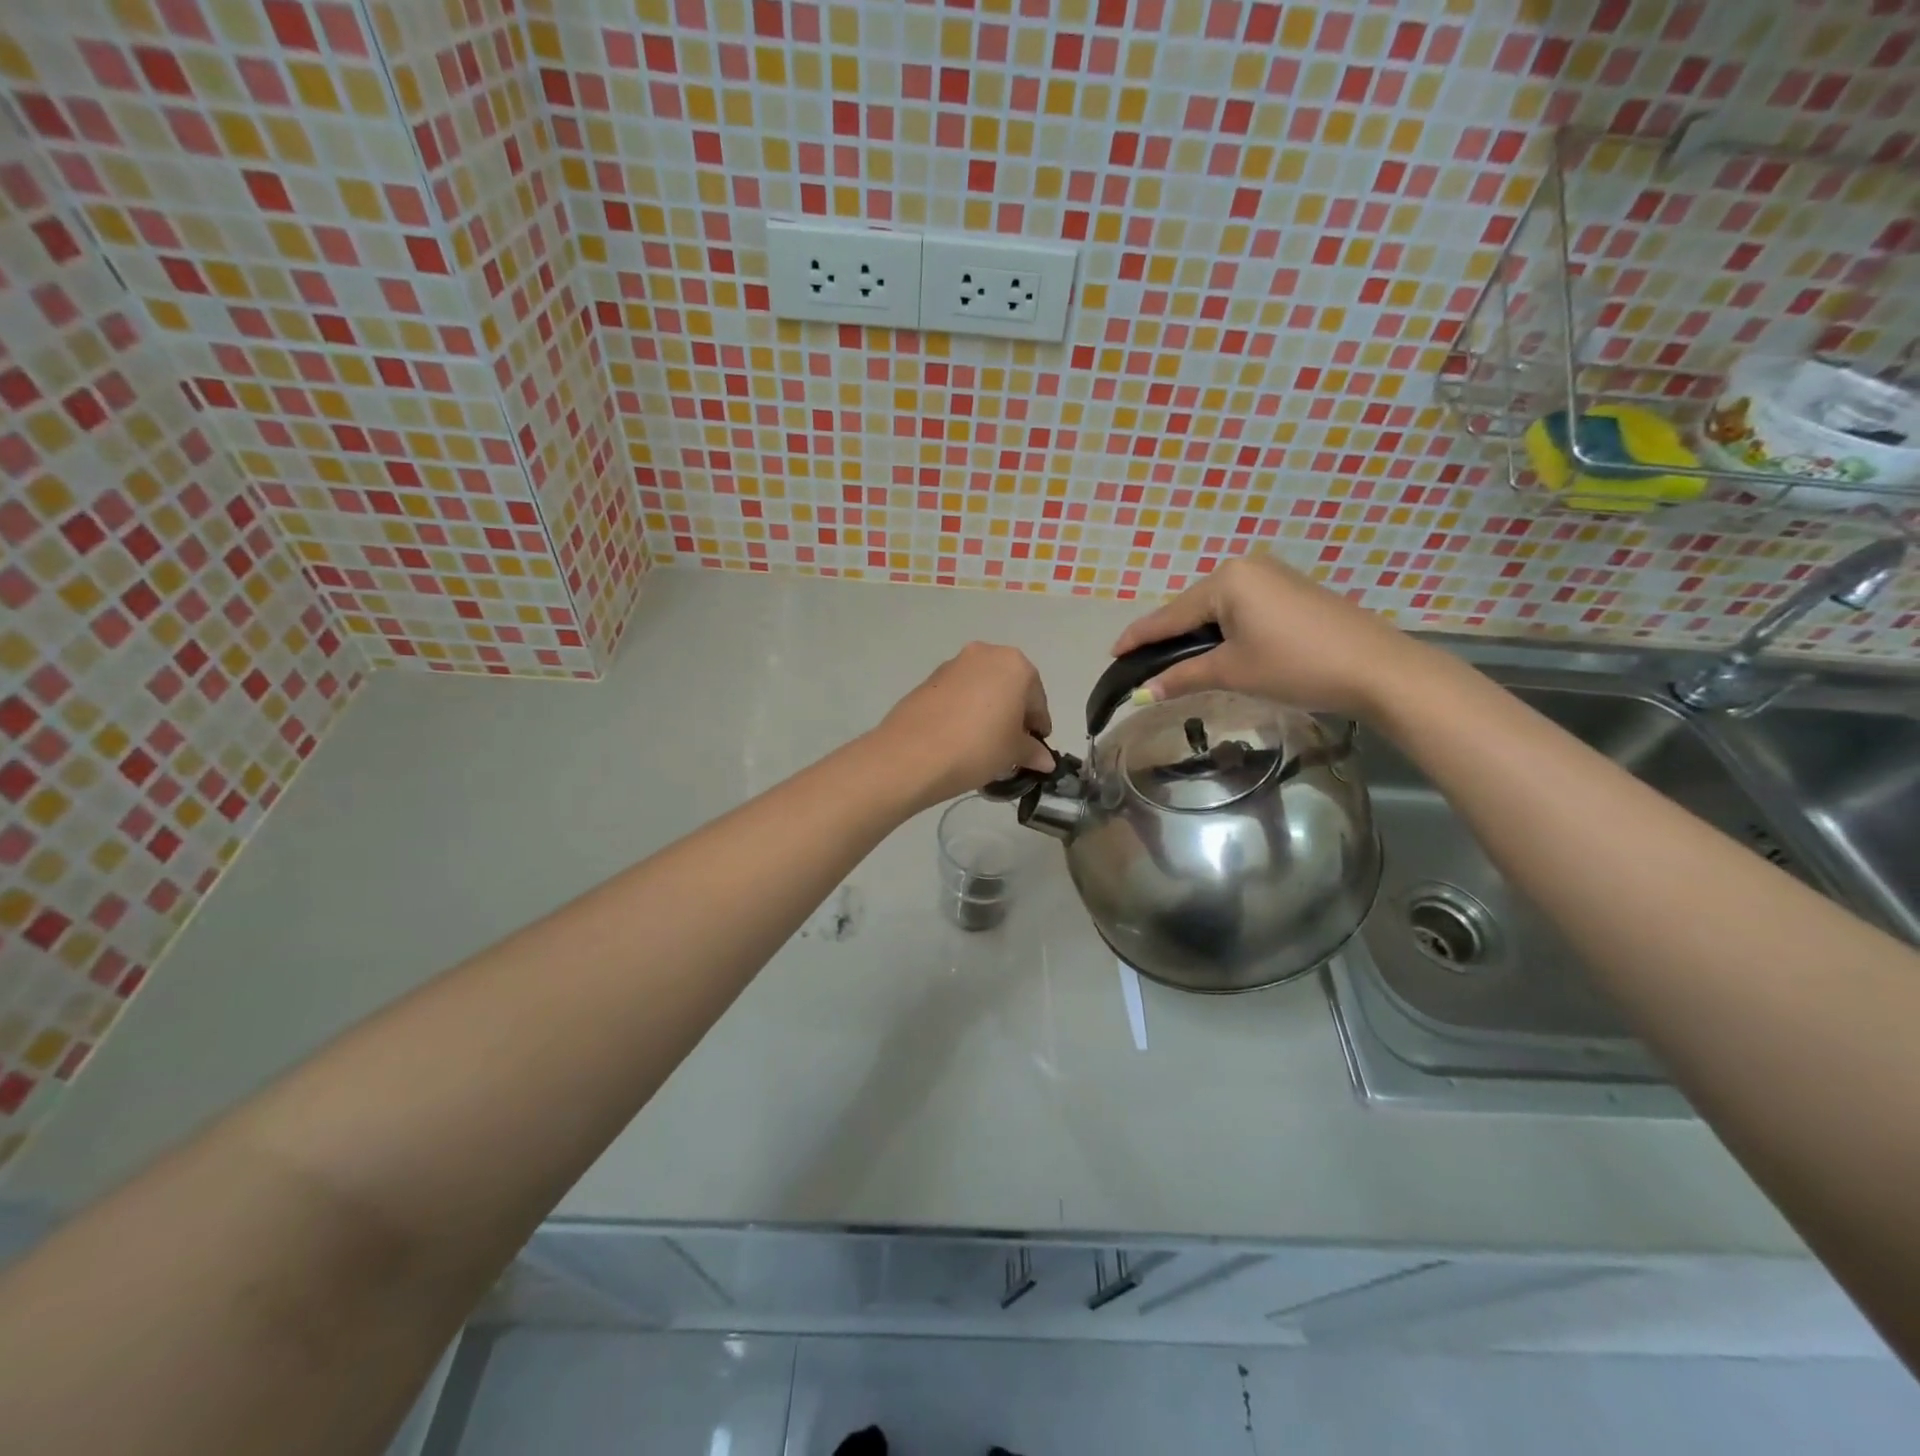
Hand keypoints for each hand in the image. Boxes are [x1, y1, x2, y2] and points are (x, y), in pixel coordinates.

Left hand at [870, 643, 1054, 806]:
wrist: (912, 754)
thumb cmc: (978, 747)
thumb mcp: (1013, 753)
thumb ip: (1033, 752)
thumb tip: (1045, 760)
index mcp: (1015, 665)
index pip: (1036, 699)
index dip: (1038, 726)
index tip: (1035, 749)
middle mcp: (985, 654)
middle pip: (1009, 687)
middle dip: (1013, 714)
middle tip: (1010, 745)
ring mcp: (953, 664)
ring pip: (982, 688)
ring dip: (988, 710)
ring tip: (983, 743)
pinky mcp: (928, 679)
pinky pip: (958, 694)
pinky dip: (965, 710)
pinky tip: (960, 737)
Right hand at [1111, 554, 1432, 718]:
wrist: (1376, 669)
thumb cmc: (1295, 665)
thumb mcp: (1232, 672)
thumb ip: (1182, 677)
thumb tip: (1142, 693)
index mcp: (1226, 580)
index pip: (1168, 614)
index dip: (1139, 637)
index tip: (1112, 653)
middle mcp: (1246, 567)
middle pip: (1192, 608)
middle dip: (1169, 637)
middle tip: (1144, 665)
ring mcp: (1273, 576)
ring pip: (1218, 609)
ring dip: (1197, 635)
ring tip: (1177, 662)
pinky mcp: (1293, 591)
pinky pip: (1243, 609)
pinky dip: (1225, 630)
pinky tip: (1219, 650)